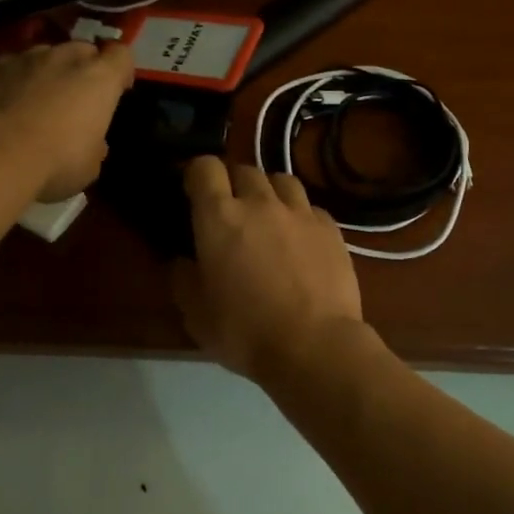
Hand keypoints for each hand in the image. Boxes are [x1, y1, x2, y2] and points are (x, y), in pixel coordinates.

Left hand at [0, 42, 135, 200]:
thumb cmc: (56, 162)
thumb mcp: (91, 164)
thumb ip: (96, 144)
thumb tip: (92, 142)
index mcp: (100, 79)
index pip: (121, 55)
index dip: (122, 70)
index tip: (119, 90)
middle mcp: (67, 58)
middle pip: (84, 50)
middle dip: (85, 68)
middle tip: (79, 96)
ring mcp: (28, 58)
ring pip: (47, 54)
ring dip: (50, 70)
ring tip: (40, 97)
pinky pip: (15, 64)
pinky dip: (17, 77)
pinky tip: (9, 101)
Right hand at [174, 158, 364, 381]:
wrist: (315, 346)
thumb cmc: (245, 332)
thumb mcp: (197, 315)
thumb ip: (184, 280)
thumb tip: (183, 262)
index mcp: (220, 218)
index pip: (204, 168)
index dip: (196, 174)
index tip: (193, 192)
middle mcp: (260, 203)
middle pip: (244, 170)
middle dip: (233, 184)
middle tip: (231, 212)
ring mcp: (300, 213)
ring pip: (281, 180)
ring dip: (269, 192)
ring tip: (268, 217)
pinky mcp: (331, 228)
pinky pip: (310, 207)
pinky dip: (300, 215)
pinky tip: (301, 239)